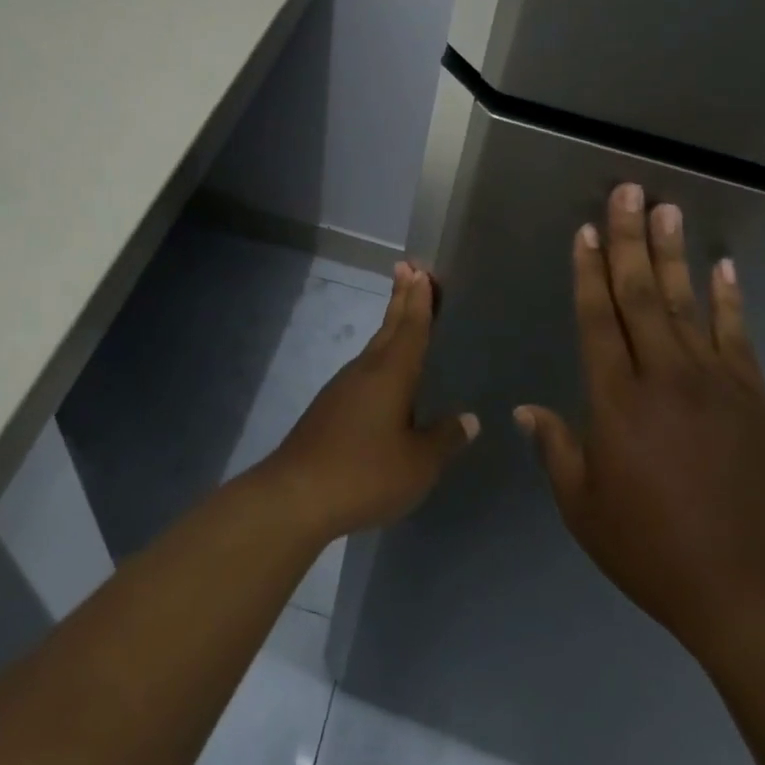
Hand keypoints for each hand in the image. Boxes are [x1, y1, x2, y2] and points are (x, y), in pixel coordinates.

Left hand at [259, 262, 479, 539]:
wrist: (296, 495)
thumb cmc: (365, 473)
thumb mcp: (418, 464)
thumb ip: (444, 439)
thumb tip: (468, 419)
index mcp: (391, 374)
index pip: (411, 327)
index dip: (419, 300)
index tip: (421, 270)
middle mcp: (365, 370)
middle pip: (389, 327)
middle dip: (401, 298)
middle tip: (410, 269)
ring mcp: (343, 388)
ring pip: (374, 348)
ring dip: (390, 327)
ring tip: (403, 316)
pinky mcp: (329, 408)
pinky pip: (363, 371)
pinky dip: (379, 358)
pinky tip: (384, 378)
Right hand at [516, 184, 764, 657]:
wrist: (752, 592)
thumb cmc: (653, 551)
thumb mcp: (585, 508)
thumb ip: (556, 450)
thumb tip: (526, 410)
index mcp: (616, 401)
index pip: (597, 319)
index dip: (588, 271)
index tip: (585, 231)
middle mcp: (663, 377)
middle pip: (640, 294)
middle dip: (628, 240)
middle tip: (627, 193)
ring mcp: (714, 383)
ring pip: (686, 303)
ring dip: (672, 254)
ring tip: (667, 210)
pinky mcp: (753, 397)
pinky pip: (738, 335)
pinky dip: (730, 298)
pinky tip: (722, 266)